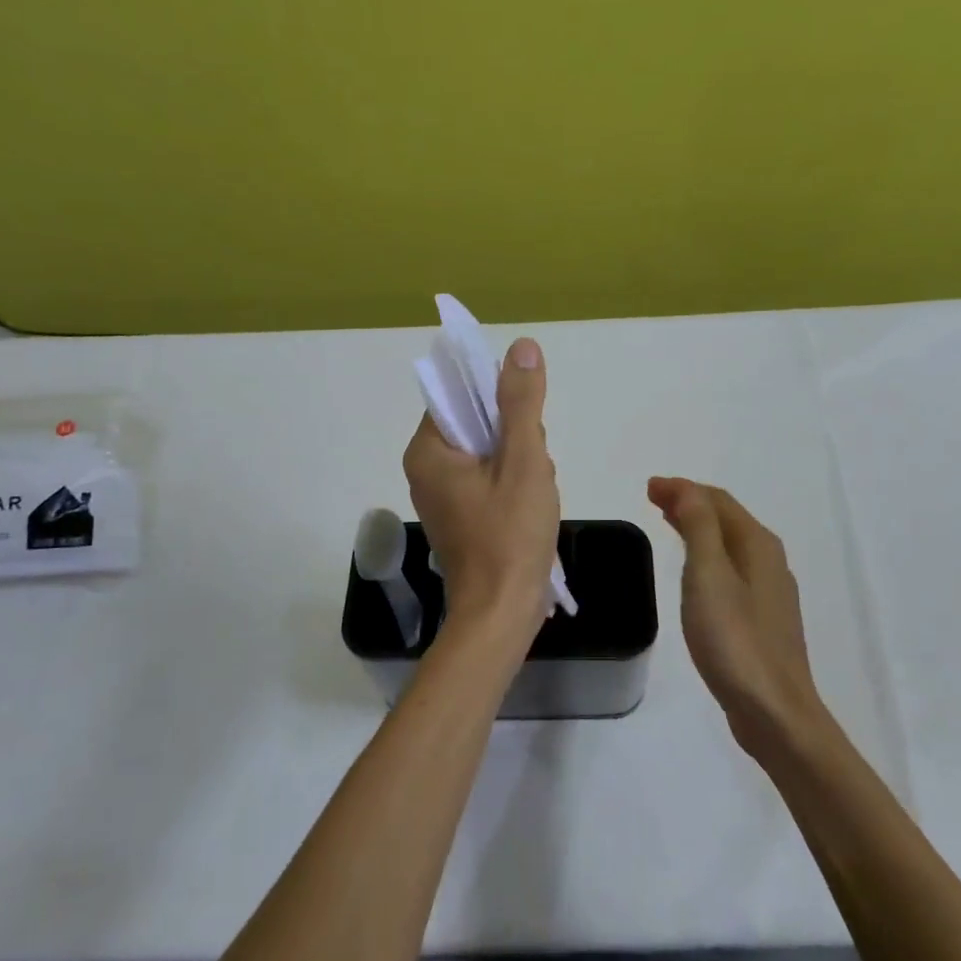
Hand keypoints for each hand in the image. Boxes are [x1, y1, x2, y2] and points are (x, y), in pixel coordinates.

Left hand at [404, 338, 560, 645]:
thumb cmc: (510, 536)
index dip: (500, 403)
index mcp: (428, 451)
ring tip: (535, 494)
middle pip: (478, 424)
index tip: (527, 430)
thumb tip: (521, 346)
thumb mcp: (523, 461)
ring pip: (489, 454)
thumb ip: (521, 403)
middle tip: (533, 472)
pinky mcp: (460, 517)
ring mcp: (442, 496)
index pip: (460, 397)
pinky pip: (489, 480)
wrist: (501, 614)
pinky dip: (514, 486)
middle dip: (516, 440)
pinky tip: (530, 508)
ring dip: (521, 465)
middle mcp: (426, 469)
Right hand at [647, 477, 826, 754]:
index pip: (717, 501)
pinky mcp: (763, 619)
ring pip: (730, 544)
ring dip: (699, 528)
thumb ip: (699, 526)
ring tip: (669, 523)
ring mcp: (770, 592)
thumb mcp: (709, 575)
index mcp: (757, 545)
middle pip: (727, 519)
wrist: (774, 711)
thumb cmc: (735, 639)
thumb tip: (685, 488)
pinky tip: (695, 571)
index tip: (648, 487)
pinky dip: (708, 555)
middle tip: (653, 499)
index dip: (683, 488)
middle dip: (691, 503)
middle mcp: (769, 561)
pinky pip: (732, 569)